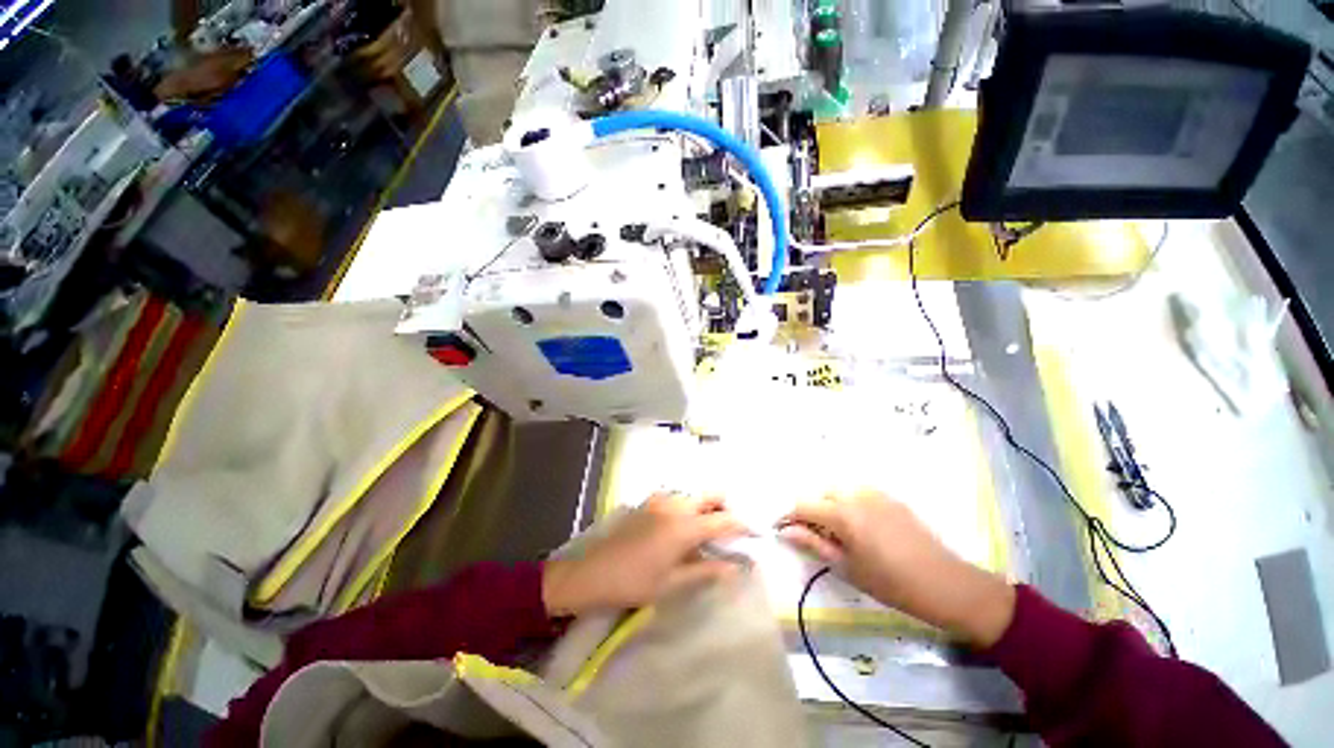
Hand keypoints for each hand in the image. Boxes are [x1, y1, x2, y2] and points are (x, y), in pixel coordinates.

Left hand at [542, 493, 747, 615]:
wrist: (592, 572)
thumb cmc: (634, 582)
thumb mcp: (672, 583)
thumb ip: (706, 571)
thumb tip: (735, 568)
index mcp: (684, 525)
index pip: (722, 520)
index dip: (742, 525)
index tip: (755, 532)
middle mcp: (675, 505)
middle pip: (710, 495)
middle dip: (725, 507)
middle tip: (729, 530)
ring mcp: (660, 500)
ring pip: (693, 495)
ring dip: (706, 507)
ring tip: (707, 532)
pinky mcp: (648, 502)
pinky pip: (677, 498)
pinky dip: (688, 507)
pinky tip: (683, 528)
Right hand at [779, 490, 1014, 646]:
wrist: (946, 584)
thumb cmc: (891, 583)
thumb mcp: (847, 567)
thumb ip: (813, 544)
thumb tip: (786, 531)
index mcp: (842, 513)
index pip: (802, 505)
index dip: (788, 516)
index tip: (781, 529)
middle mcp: (855, 494)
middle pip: (819, 493)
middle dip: (810, 510)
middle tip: (813, 535)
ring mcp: (875, 493)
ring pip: (838, 489)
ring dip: (829, 504)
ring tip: (836, 530)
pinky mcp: (890, 497)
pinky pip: (858, 492)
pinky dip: (848, 502)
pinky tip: (858, 525)